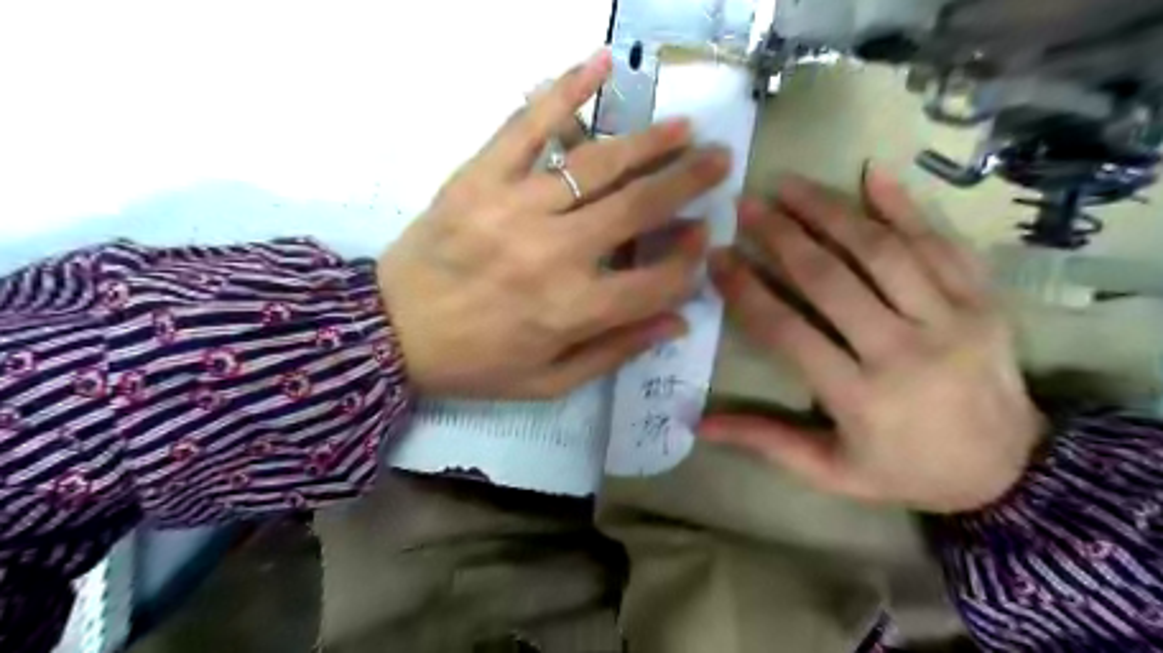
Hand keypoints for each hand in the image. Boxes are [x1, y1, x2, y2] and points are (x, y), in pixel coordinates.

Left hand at [379, 48, 724, 397]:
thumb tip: (677, 320)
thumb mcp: (549, 382)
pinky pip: (527, 124)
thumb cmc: (475, 364)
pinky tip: (599, 64)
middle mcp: (553, 254)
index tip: (704, 238)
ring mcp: (514, 207)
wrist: (390, 333)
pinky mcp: (479, 177)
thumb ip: (615, 351)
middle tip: (720, 160)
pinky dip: (565, 90)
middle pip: (638, 209)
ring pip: (598, 164)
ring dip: (649, 142)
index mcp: (572, 311)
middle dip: (688, 183)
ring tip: (683, 128)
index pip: (655, 280)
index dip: (689, 260)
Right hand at [704, 169, 1049, 514]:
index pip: (787, 331)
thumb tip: (699, 423)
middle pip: (831, 279)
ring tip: (790, 185)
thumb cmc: (907, 471)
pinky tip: (872, 176)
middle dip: (781, 236)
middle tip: (746, 206)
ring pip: (883, 251)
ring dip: (831, 211)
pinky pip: (941, 244)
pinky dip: (906, 207)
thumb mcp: (832, 472)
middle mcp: (905, 351)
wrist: (1012, 471)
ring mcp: (952, 319)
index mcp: (861, 398)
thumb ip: (767, 442)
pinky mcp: (984, 301)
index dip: (745, 291)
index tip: (716, 257)